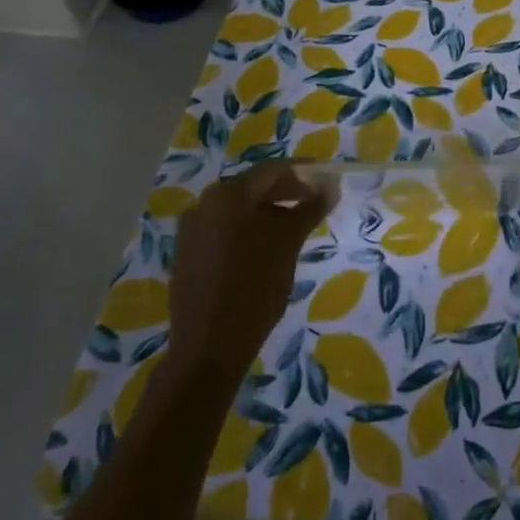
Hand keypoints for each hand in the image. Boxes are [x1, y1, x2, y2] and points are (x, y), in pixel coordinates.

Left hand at [166, 163, 335, 380]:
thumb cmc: (254, 287)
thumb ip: (310, 208)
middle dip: (286, 192)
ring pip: (239, 211)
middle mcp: (204, 205)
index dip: (303, 172)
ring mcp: (192, 231)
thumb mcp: (288, 243)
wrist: (208, 348)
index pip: (272, 170)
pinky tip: (267, 250)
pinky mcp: (188, 256)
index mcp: (226, 195)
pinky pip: (225, 231)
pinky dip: (249, 232)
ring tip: (295, 228)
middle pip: (253, 188)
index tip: (327, 180)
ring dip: (269, 213)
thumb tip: (331, 184)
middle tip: (314, 203)